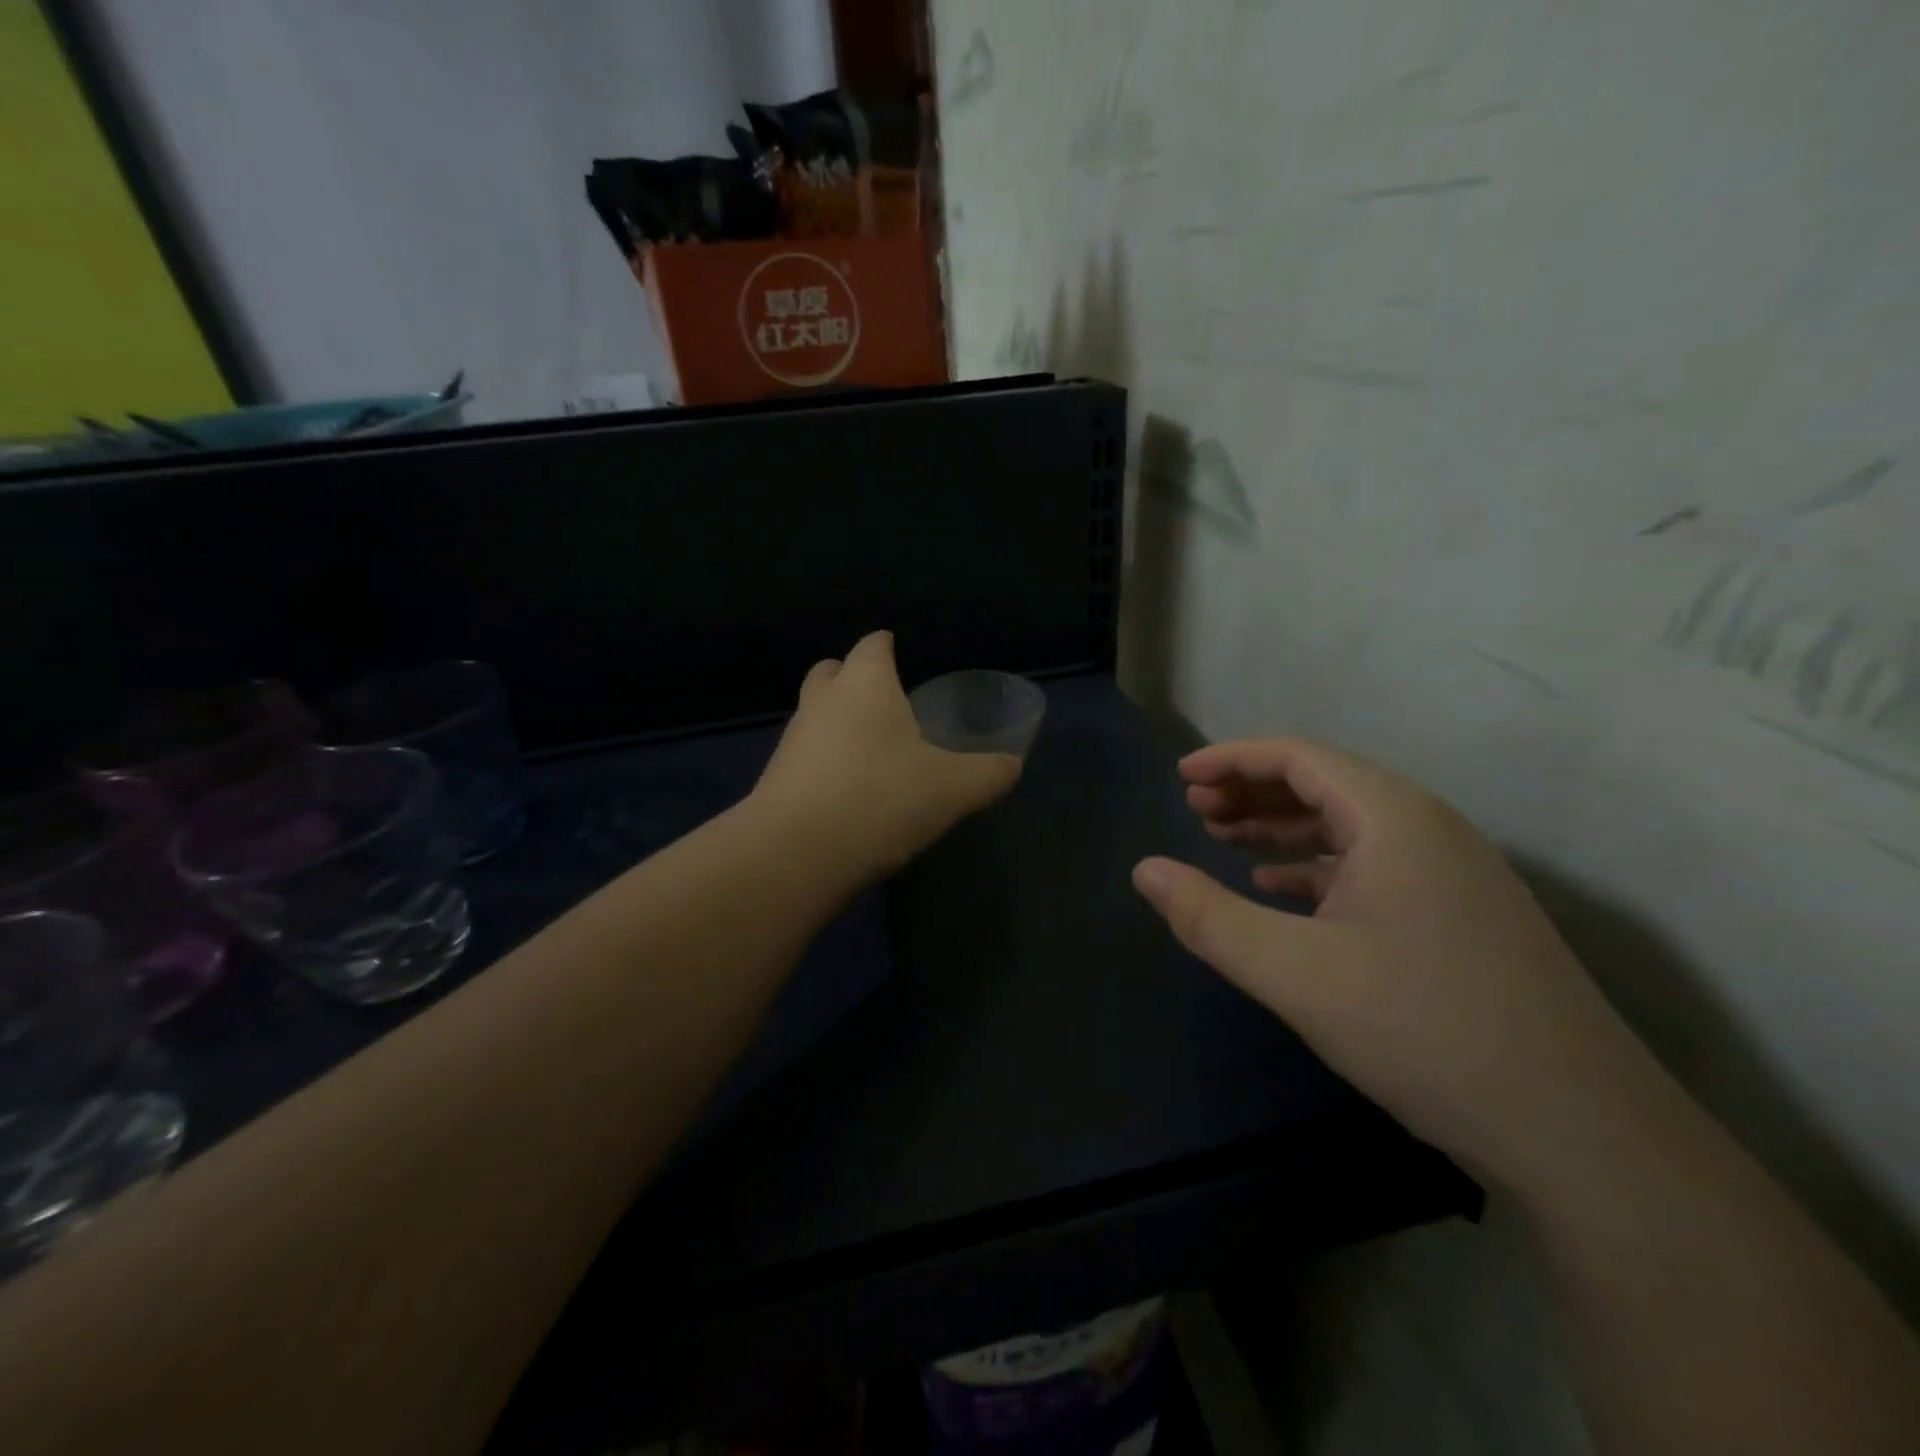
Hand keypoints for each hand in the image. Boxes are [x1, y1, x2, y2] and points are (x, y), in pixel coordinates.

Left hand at [752, 632, 1021, 881]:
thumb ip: (989, 773)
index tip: (898, 653)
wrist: (797, 854)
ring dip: (837, 721)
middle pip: (832, 671)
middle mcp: (823, 702)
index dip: (886, 645)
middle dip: (853, 677)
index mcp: (865, 686)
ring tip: (871, 750)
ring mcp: (793, 739)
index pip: (873, 645)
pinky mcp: (776, 778)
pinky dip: (825, 760)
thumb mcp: (954, 790)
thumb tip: (1011, 765)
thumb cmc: (881, 800)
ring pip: (815, 713)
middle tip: (883, 700)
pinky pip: (805, 754)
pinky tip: (848, 790)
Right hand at [1131, 737, 1655, 1188]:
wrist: (1580, 1131)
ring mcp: (1452, 875)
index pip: (1299, 757)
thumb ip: (1208, 917)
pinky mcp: (1459, 917)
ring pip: (1349, 827)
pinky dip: (1316, 867)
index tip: (1181, 776)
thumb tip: (1144, 870)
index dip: (1233, 759)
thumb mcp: (1294, 973)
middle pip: (1324, 784)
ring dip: (1282, 827)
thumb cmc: (1423, 1029)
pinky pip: (1372, 867)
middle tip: (1194, 810)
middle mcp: (1428, 830)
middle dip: (1252, 791)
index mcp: (1394, 819)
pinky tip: (1281, 891)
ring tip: (1224, 841)